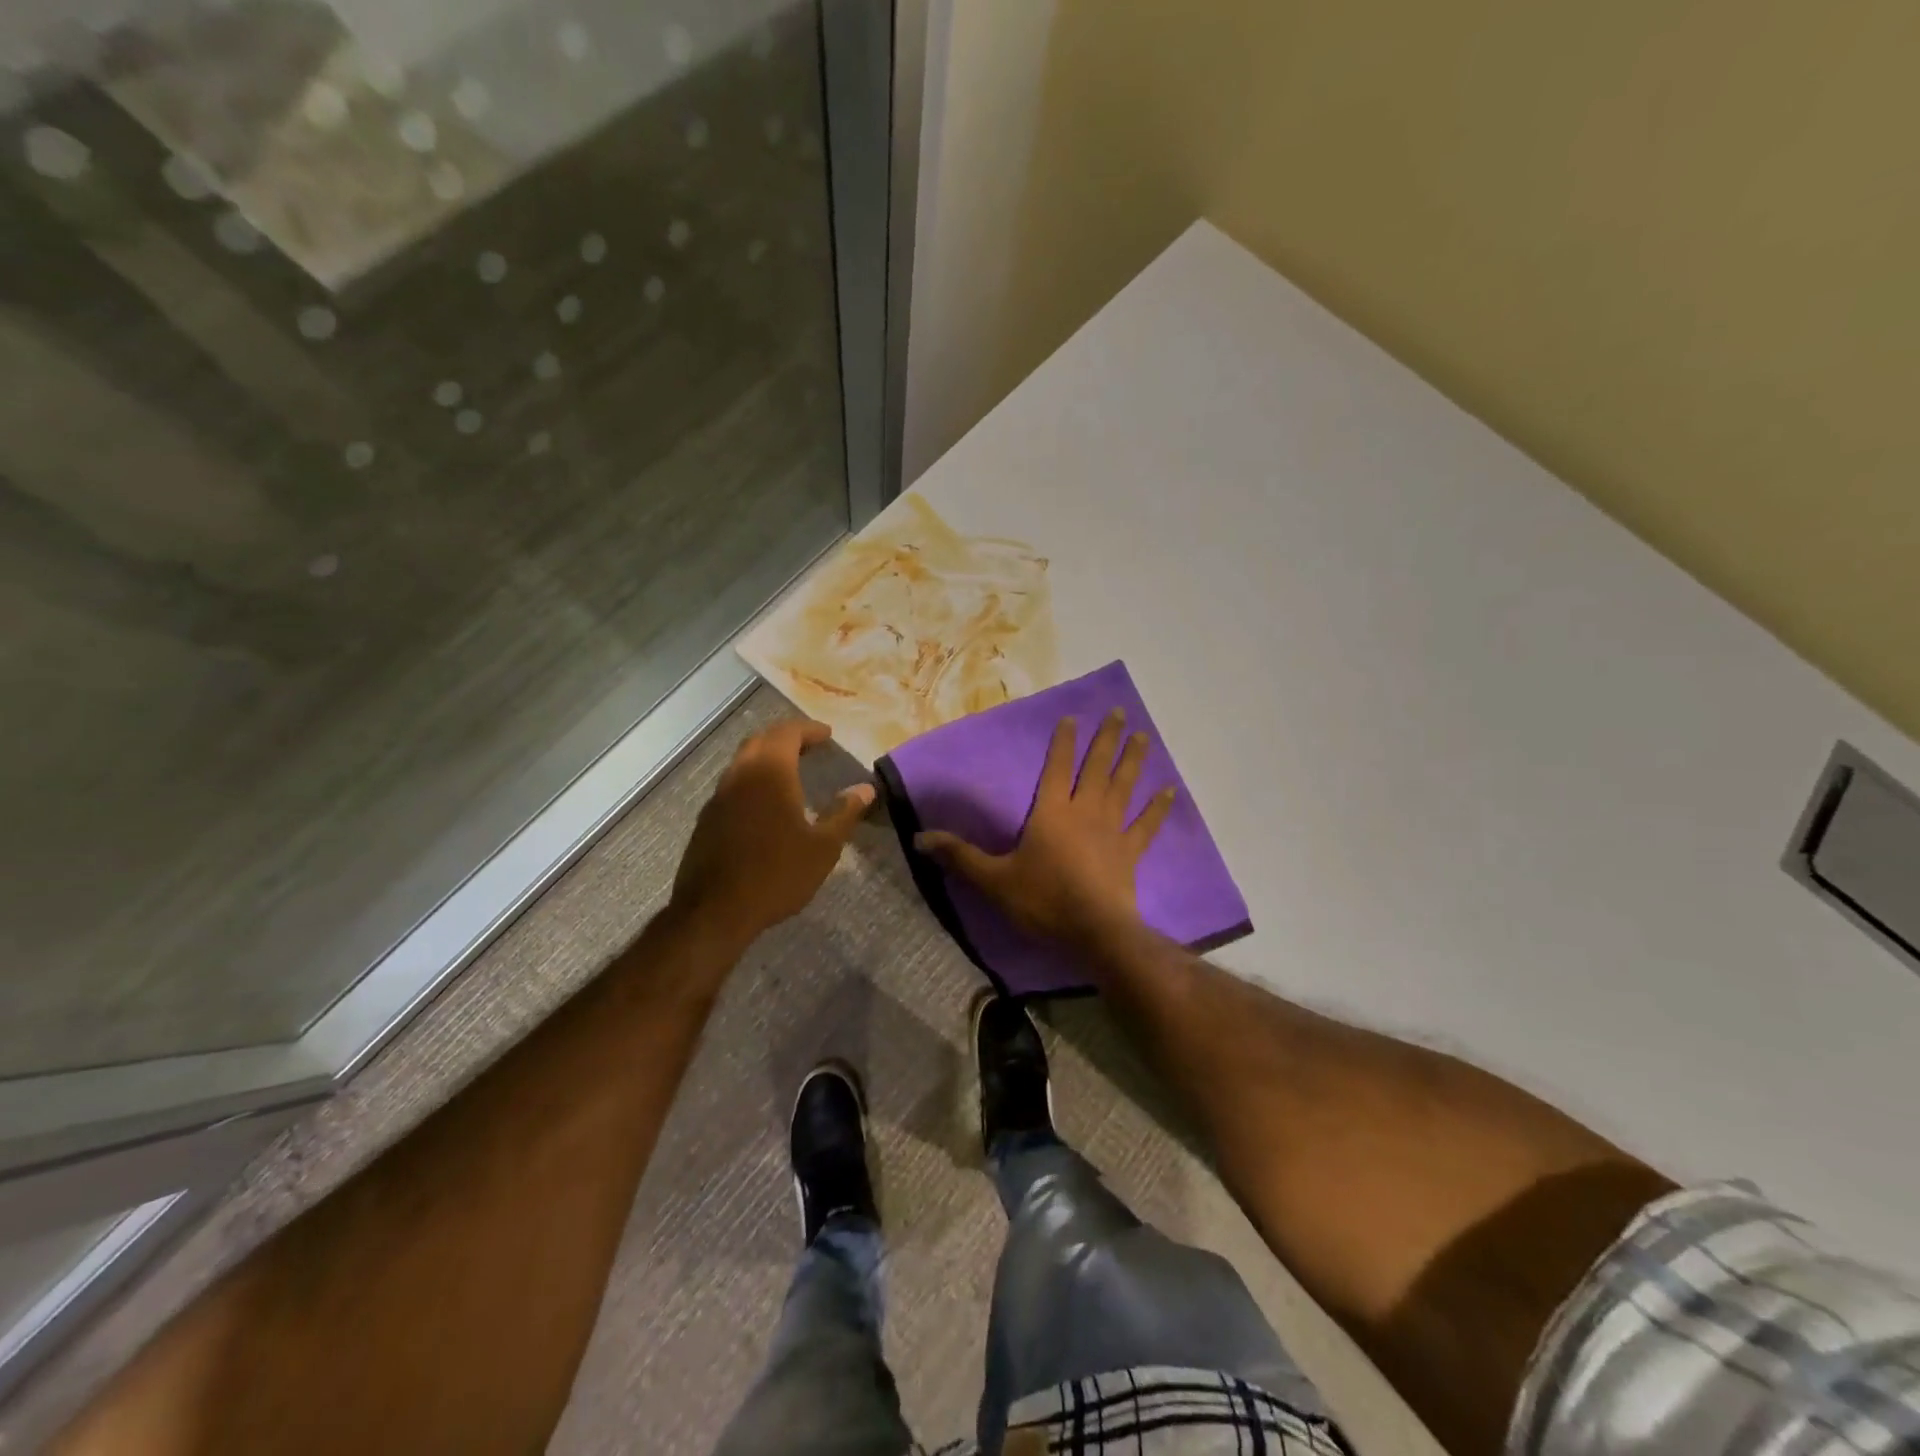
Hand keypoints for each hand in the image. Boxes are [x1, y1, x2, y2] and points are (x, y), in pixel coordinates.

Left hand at [670, 719, 873, 946]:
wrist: (714, 911)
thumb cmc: (776, 874)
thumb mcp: (823, 847)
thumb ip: (844, 813)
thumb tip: (865, 789)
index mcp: (770, 773)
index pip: (788, 733)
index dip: (809, 729)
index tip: (827, 735)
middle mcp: (740, 775)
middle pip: (761, 741)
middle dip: (786, 737)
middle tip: (809, 746)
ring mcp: (719, 797)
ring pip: (743, 762)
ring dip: (766, 758)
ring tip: (790, 771)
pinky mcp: (707, 819)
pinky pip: (733, 785)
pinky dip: (752, 780)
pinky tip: (765, 803)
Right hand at [916, 709, 1174, 948]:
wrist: (1093, 932)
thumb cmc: (1043, 901)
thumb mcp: (993, 880)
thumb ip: (959, 856)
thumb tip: (919, 838)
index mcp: (1052, 813)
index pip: (1057, 768)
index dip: (1064, 742)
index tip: (1073, 717)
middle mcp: (1085, 812)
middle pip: (1097, 768)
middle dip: (1106, 739)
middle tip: (1120, 712)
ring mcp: (1112, 831)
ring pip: (1124, 787)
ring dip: (1133, 761)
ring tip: (1144, 736)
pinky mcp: (1131, 853)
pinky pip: (1147, 825)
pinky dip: (1158, 807)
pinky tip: (1170, 790)